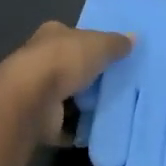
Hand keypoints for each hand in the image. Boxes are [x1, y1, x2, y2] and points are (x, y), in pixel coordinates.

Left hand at [5, 21, 133, 139]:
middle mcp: (40, 60)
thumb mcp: (98, 45)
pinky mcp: (38, 119)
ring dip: (83, 104)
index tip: (111, 56)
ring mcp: (37, 91)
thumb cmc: (64, 61)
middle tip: (118, 85)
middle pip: (70, 67)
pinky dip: (77, 128)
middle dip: (89, 76)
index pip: (73, 36)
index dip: (91, 44)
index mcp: (52, 35)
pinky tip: (98, 130)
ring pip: (66, 96)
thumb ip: (116, 43)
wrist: (30, 100)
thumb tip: (134, 37)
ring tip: (114, 109)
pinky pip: (63, 124)